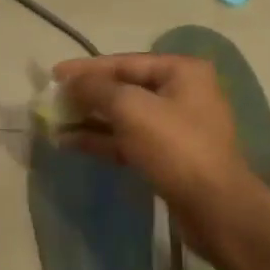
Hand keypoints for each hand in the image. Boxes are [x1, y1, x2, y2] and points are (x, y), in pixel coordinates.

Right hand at [51, 54, 254, 242]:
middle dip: (88, 95)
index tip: (54, 74)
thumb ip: (97, 88)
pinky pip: (129, 140)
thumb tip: (71, 81)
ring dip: (90, 119)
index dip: (86, 68)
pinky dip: (102, 139)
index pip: (125, 62)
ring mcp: (176, 127)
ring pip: (125, 116)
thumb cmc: (175, 146)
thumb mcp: (131, 108)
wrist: (215, 207)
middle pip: (125, 88)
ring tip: (55, 123)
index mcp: (181, 71)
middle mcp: (182, 93)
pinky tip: (71, 142)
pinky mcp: (168, 156)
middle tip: (53, 100)